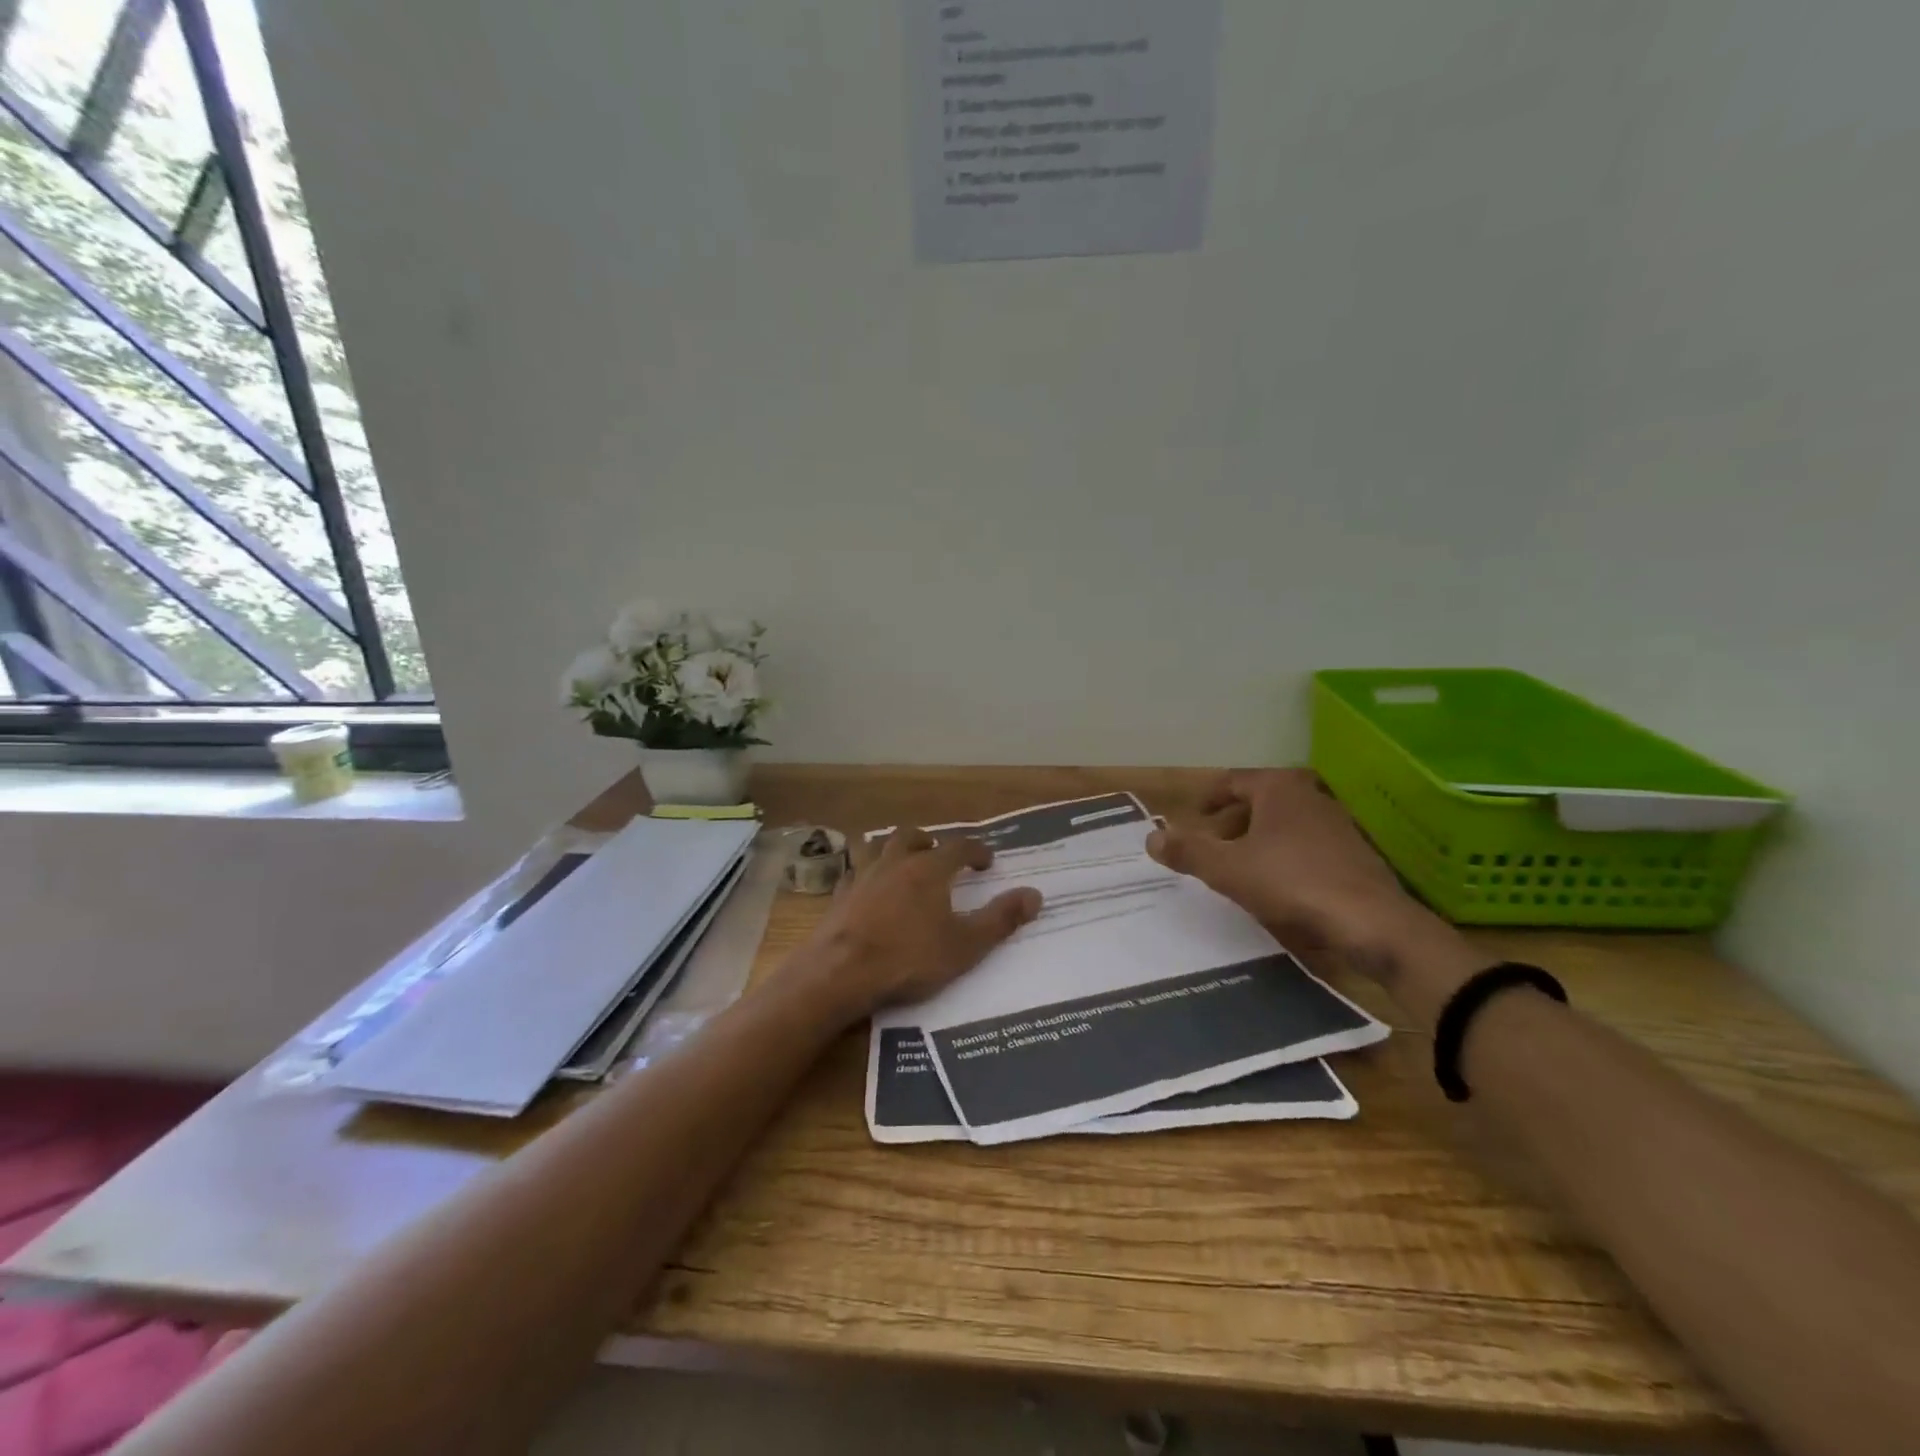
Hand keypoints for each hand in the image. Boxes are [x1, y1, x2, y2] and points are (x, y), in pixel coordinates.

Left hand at [788, 827, 1042, 1024]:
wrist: (840, 973)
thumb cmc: (909, 959)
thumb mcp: (965, 946)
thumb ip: (1001, 919)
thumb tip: (1035, 895)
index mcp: (929, 870)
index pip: (958, 847)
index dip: (976, 851)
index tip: (986, 860)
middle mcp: (895, 863)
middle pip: (912, 836)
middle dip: (929, 840)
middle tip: (938, 852)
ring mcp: (862, 876)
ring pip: (878, 847)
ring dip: (893, 849)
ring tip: (902, 862)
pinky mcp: (839, 896)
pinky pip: (855, 872)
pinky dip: (867, 873)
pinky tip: (869, 889)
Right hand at [1145, 769, 1415, 958]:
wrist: (1371, 923)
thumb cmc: (1291, 882)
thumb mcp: (1227, 868)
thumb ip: (1187, 851)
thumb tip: (1150, 837)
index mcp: (1278, 788)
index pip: (1232, 781)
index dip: (1207, 798)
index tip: (1191, 818)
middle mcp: (1309, 796)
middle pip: (1258, 802)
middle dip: (1230, 823)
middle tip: (1209, 848)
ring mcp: (1337, 824)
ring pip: (1283, 825)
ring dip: (1256, 842)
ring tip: (1237, 870)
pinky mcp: (1354, 854)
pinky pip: (1306, 847)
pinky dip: (1283, 858)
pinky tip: (1277, 889)